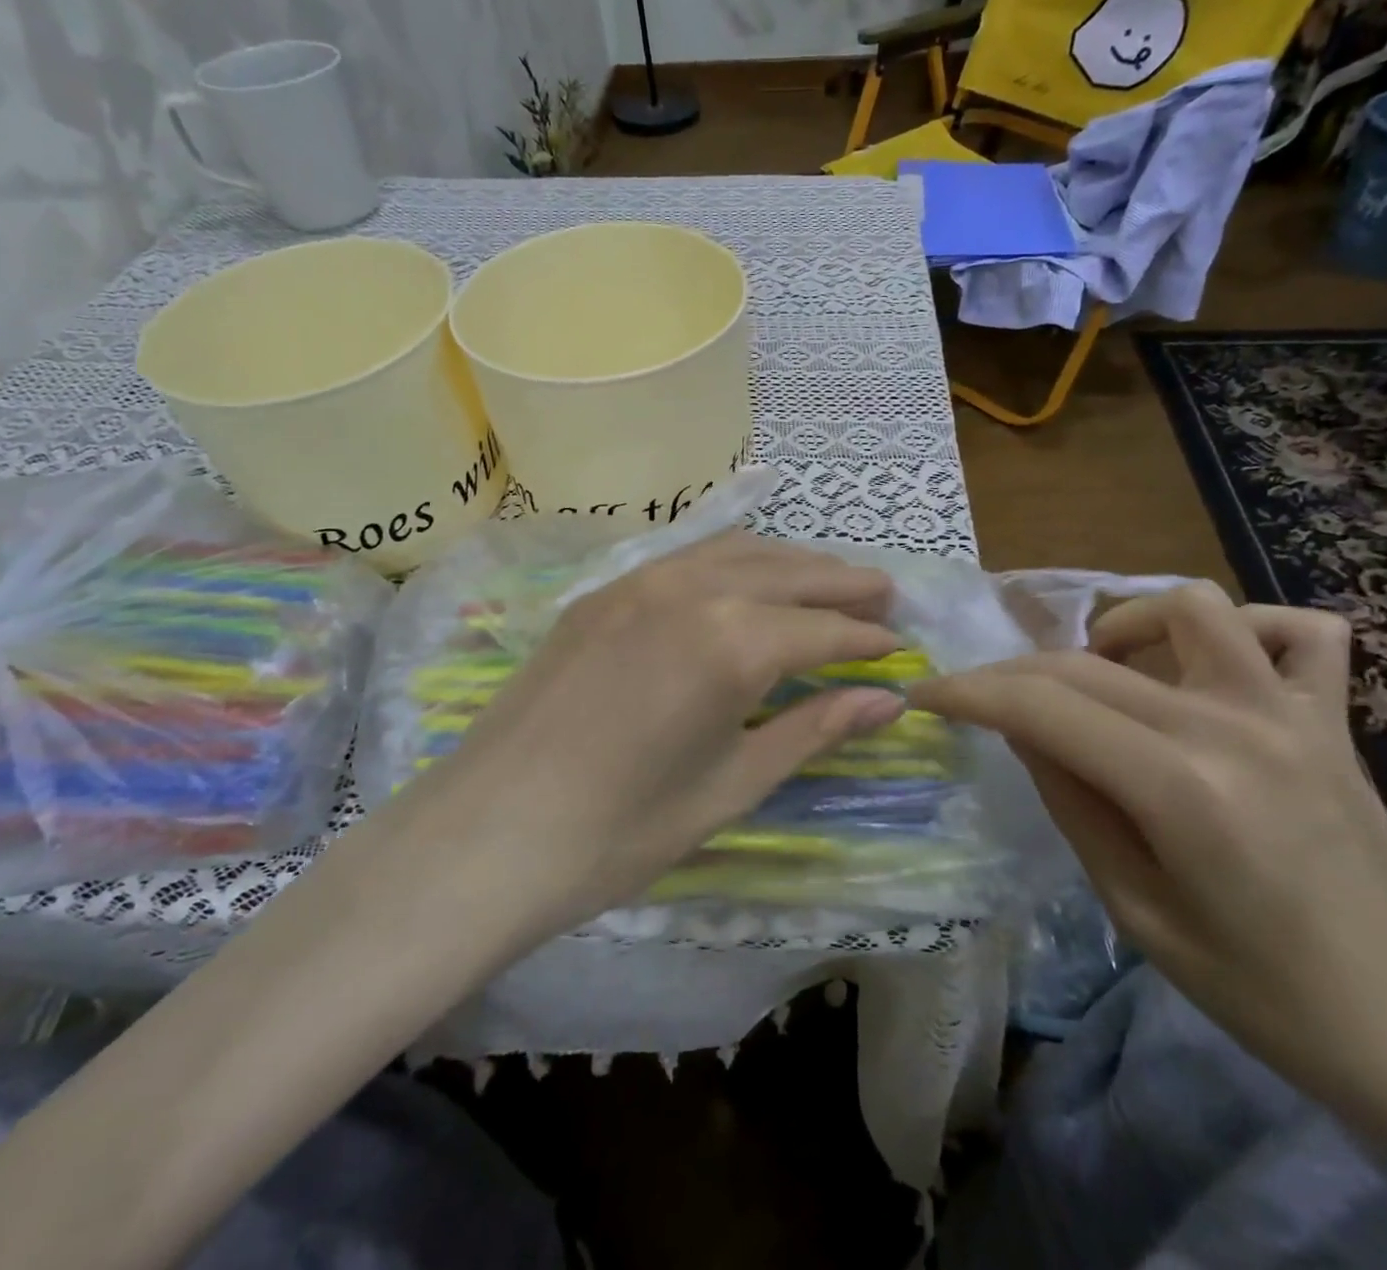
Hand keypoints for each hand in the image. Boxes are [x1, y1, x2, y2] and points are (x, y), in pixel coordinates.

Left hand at [402, 530, 904, 935]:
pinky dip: (735, 562)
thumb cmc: (620, 832)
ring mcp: (640, 580)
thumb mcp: (732, 785)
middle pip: (789, 572)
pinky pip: (688, 558)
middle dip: (843, 584)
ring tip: (828, 582)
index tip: (900, 647)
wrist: (486, 835)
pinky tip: (747, 582)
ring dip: (792, 564)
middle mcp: (692, 589)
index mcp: (732, 641)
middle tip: (884, 597)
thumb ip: (812, 729)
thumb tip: (887, 701)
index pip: (824, 630)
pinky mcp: (604, 591)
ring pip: (739, 552)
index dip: (868, 640)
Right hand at [909, 583, 1386, 1118]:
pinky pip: (1299, 631)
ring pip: (1189, 608)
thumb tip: (1021, 727)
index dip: (970, 692)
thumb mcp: (1135, 911)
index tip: (926, 694)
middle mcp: (1234, 726)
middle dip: (1015, 673)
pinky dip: (1244, 632)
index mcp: (1181, 789)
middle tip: (984, 703)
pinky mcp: (1334, 719)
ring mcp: (1293, 712)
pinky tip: (1213, 671)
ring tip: (1105, 678)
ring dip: (1124, 629)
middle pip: (1089, 660)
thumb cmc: (1265, 996)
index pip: (1042, 704)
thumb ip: (1071, 800)